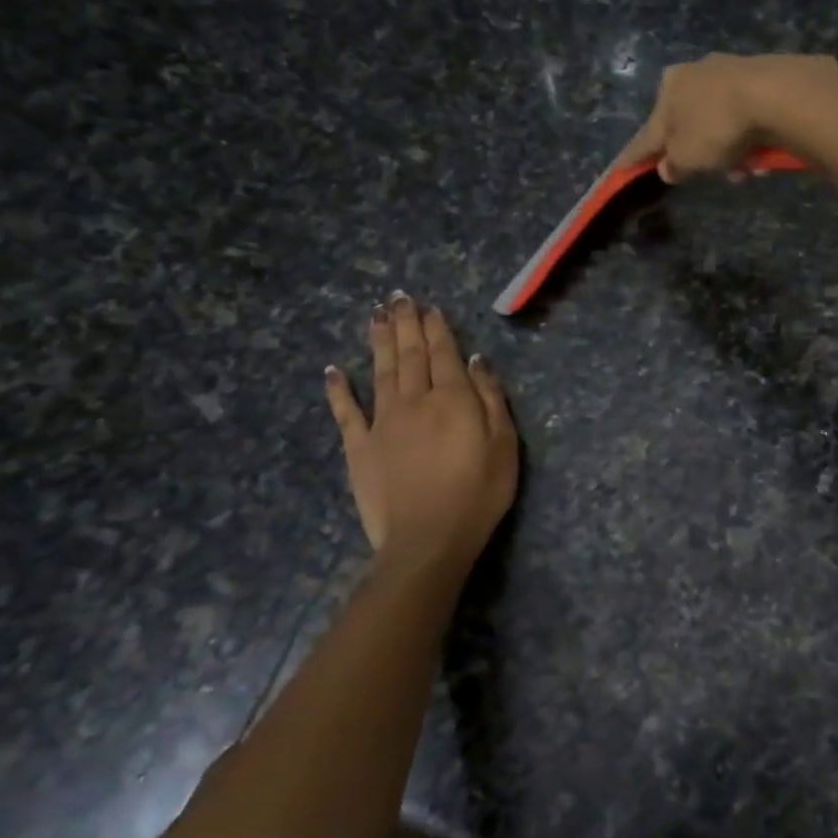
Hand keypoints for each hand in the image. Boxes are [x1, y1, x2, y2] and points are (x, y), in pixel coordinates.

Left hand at [323, 294, 517, 569]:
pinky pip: (346, 411)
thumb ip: (490, 398)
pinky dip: (339, 389)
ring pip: (380, 372)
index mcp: (453, 399)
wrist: (428, 539)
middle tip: (398, 298)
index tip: (429, 307)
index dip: (436, 328)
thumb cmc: (478, 493)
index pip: (444, 354)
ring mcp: (383, 422)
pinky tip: (333, 370)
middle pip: (410, 355)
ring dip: (378, 341)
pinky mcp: (359, 447)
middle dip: (405, 324)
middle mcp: (415, 400)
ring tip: (375, 315)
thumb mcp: (503, 445)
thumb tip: (476, 360)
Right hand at [619, 53, 837, 182]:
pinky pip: (748, 118)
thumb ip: (674, 165)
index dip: (636, 155)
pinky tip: (762, 156)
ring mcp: (730, 72)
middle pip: (689, 125)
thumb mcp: (688, 157)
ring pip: (721, 123)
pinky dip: (749, 139)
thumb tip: (668, 168)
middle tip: (711, 174)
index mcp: (668, 88)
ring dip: (729, 152)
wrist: (775, 95)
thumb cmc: (717, 127)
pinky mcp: (763, 78)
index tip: (622, 168)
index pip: (647, 132)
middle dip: (700, 154)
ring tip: (745, 170)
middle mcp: (695, 73)